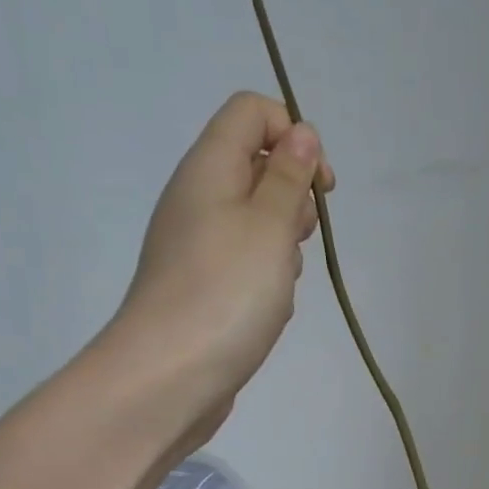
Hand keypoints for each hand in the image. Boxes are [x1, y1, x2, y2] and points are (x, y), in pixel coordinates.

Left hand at [106, 91, 333, 440]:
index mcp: (208, 168)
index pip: (251, 112)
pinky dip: (265, 279)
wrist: (169, 376)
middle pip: (256, 168)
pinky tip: (268, 310)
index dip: (293, 135)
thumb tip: (300, 134)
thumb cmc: (226, 294)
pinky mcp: (201, 289)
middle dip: (293, 198)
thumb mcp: (270, 226)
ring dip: (283, 246)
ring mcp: (195, 247)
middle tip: (297, 238)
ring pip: (255, 223)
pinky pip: (244, 265)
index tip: (319, 187)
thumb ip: (289, 177)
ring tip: (282, 283)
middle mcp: (197, 199)